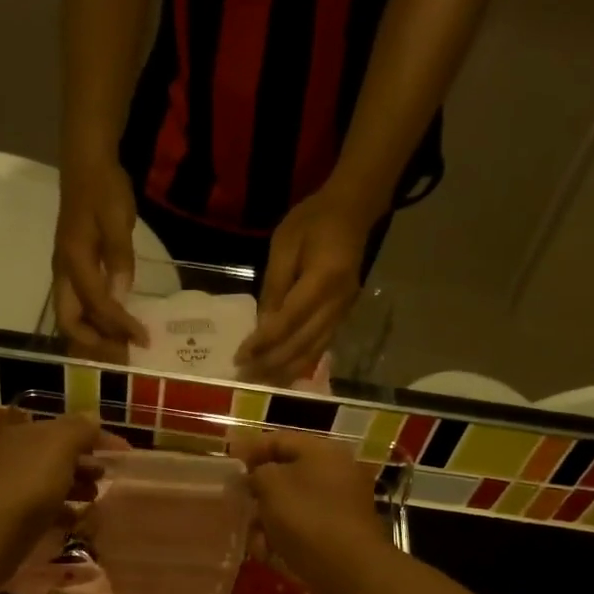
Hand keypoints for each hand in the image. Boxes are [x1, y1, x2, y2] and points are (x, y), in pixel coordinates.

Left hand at [0, 413, 110, 584]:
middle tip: (109, 476)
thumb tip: (93, 419)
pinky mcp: (14, 518)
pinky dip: (64, 512)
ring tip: (97, 498)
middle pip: (59, 454)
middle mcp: (17, 456)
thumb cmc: (28, 483)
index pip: (68, 427)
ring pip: (53, 482)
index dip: (98, 436)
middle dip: (86, 462)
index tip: (126, 453)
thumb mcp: (60, 446)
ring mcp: (13, 487)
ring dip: (77, 486)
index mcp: (27, 433)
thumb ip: (80, 429)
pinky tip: (79, 521)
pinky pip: (46, 509)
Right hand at [53, 159, 147, 361]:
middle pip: (70, 322)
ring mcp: (65, 271)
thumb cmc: (103, 188)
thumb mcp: (117, 220)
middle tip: (123, 353)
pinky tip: (115, 323)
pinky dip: (95, 320)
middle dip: (95, 343)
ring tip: (121, 344)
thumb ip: (119, 259)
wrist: (86, 162)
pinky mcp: (72, 269)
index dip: (120, 326)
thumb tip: (120, 297)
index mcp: (73, 261)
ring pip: (72, 316)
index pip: (97, 305)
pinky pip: (78, 304)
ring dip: (94, 335)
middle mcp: (63, 272)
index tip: (143, 339)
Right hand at [231, 432, 391, 589]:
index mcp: (323, 452)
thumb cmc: (306, 517)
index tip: (226, 463)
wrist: (347, 570)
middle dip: (258, 490)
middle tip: (235, 502)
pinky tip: (267, 552)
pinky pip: (302, 528)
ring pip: (291, 505)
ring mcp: (339, 506)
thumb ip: (256, 472)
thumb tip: (256, 476)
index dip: (249, 449)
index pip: (279, 440)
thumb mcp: (271, 484)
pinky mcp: (337, 535)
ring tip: (252, 536)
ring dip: (267, 519)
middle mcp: (335, 473)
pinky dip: (283, 537)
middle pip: (286, 474)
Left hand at [237, 188, 375, 383]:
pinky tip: (284, 374)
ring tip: (260, 383)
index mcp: (324, 280)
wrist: (353, 211)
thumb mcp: (285, 244)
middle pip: (301, 344)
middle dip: (271, 364)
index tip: (240, 357)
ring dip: (285, 370)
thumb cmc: (313, 221)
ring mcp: (344, 312)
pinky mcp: (344, 316)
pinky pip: (321, 347)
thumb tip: (262, 325)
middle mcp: (338, 303)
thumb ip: (274, 286)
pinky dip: (301, 363)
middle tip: (244, 378)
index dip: (263, 343)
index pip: (288, 321)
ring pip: (313, 351)